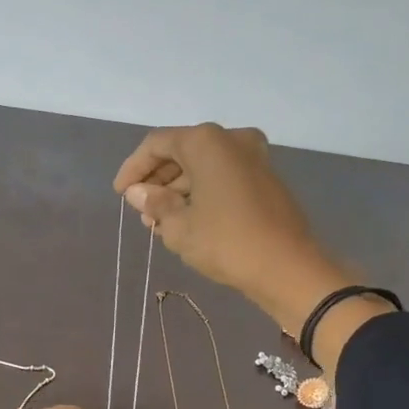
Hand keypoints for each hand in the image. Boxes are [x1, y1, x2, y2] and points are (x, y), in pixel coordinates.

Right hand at [113, 123, 355, 335]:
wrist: (288, 268)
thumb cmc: (226, 242)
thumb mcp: (178, 226)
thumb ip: (154, 203)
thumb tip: (138, 192)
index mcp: (206, 142)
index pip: (157, 144)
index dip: (133, 168)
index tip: (120, 194)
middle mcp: (231, 139)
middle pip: (182, 151)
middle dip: (157, 180)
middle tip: (141, 210)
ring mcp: (253, 157)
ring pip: (203, 166)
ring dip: (178, 189)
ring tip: (159, 221)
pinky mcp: (265, 179)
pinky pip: (222, 176)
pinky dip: (201, 192)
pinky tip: (187, 220)